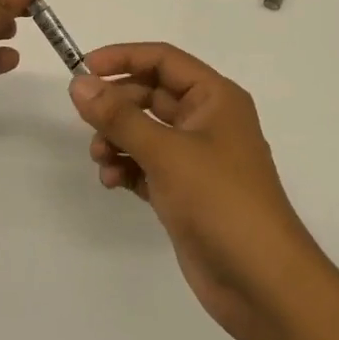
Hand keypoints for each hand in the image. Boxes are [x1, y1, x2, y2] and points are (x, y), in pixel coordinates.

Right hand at [69, 43, 328, 339]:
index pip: (163, 60)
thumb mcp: (166, 152)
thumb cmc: (220, 201)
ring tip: (101, 159)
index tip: (82, 69)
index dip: (122, 58)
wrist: (260, 281)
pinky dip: (126, 168)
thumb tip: (78, 84)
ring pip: (145, 132)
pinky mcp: (185, 192)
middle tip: (86, 121)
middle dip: (116, 106)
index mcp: (215, 98)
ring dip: (117, 139)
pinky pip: (146, 165)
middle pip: (151, 95)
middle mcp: (207, 121)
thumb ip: (118, 117)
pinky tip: (111, 181)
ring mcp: (196, 158)